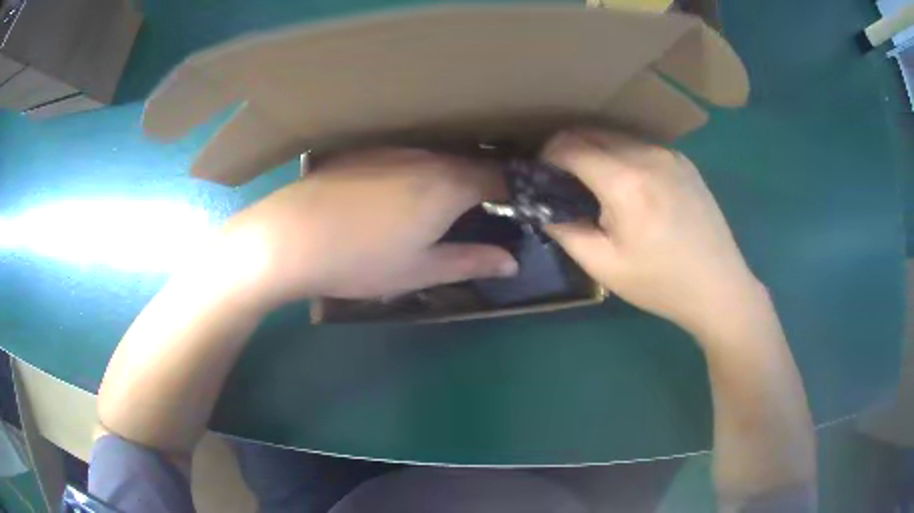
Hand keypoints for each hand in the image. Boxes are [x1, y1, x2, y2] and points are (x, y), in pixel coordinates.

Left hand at [221, 148, 517, 304]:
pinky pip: (409, 155)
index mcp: (447, 185)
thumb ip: (470, 261)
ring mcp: (392, 149)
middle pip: (470, 162)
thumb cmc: (360, 260)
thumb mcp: (420, 269)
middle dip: (486, 183)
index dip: (516, 191)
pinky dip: (421, 170)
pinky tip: (402, 194)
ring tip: (446, 205)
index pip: (500, 178)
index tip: (521, 208)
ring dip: (453, 175)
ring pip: (439, 157)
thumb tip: (512, 261)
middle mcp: (425, 157)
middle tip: (487, 211)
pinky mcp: (365, 151)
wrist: (290, 237)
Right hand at [542, 129, 760, 336]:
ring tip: (594, 182)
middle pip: (592, 133)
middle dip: (568, 148)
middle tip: (561, 178)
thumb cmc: (660, 283)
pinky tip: (629, 185)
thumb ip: (565, 230)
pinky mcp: (684, 161)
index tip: (539, 174)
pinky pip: (641, 146)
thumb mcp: (604, 266)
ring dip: (596, 151)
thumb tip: (543, 206)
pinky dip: (623, 156)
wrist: (718, 287)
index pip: (570, 146)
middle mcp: (647, 155)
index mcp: (625, 182)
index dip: (547, 155)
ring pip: (617, 137)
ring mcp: (669, 154)